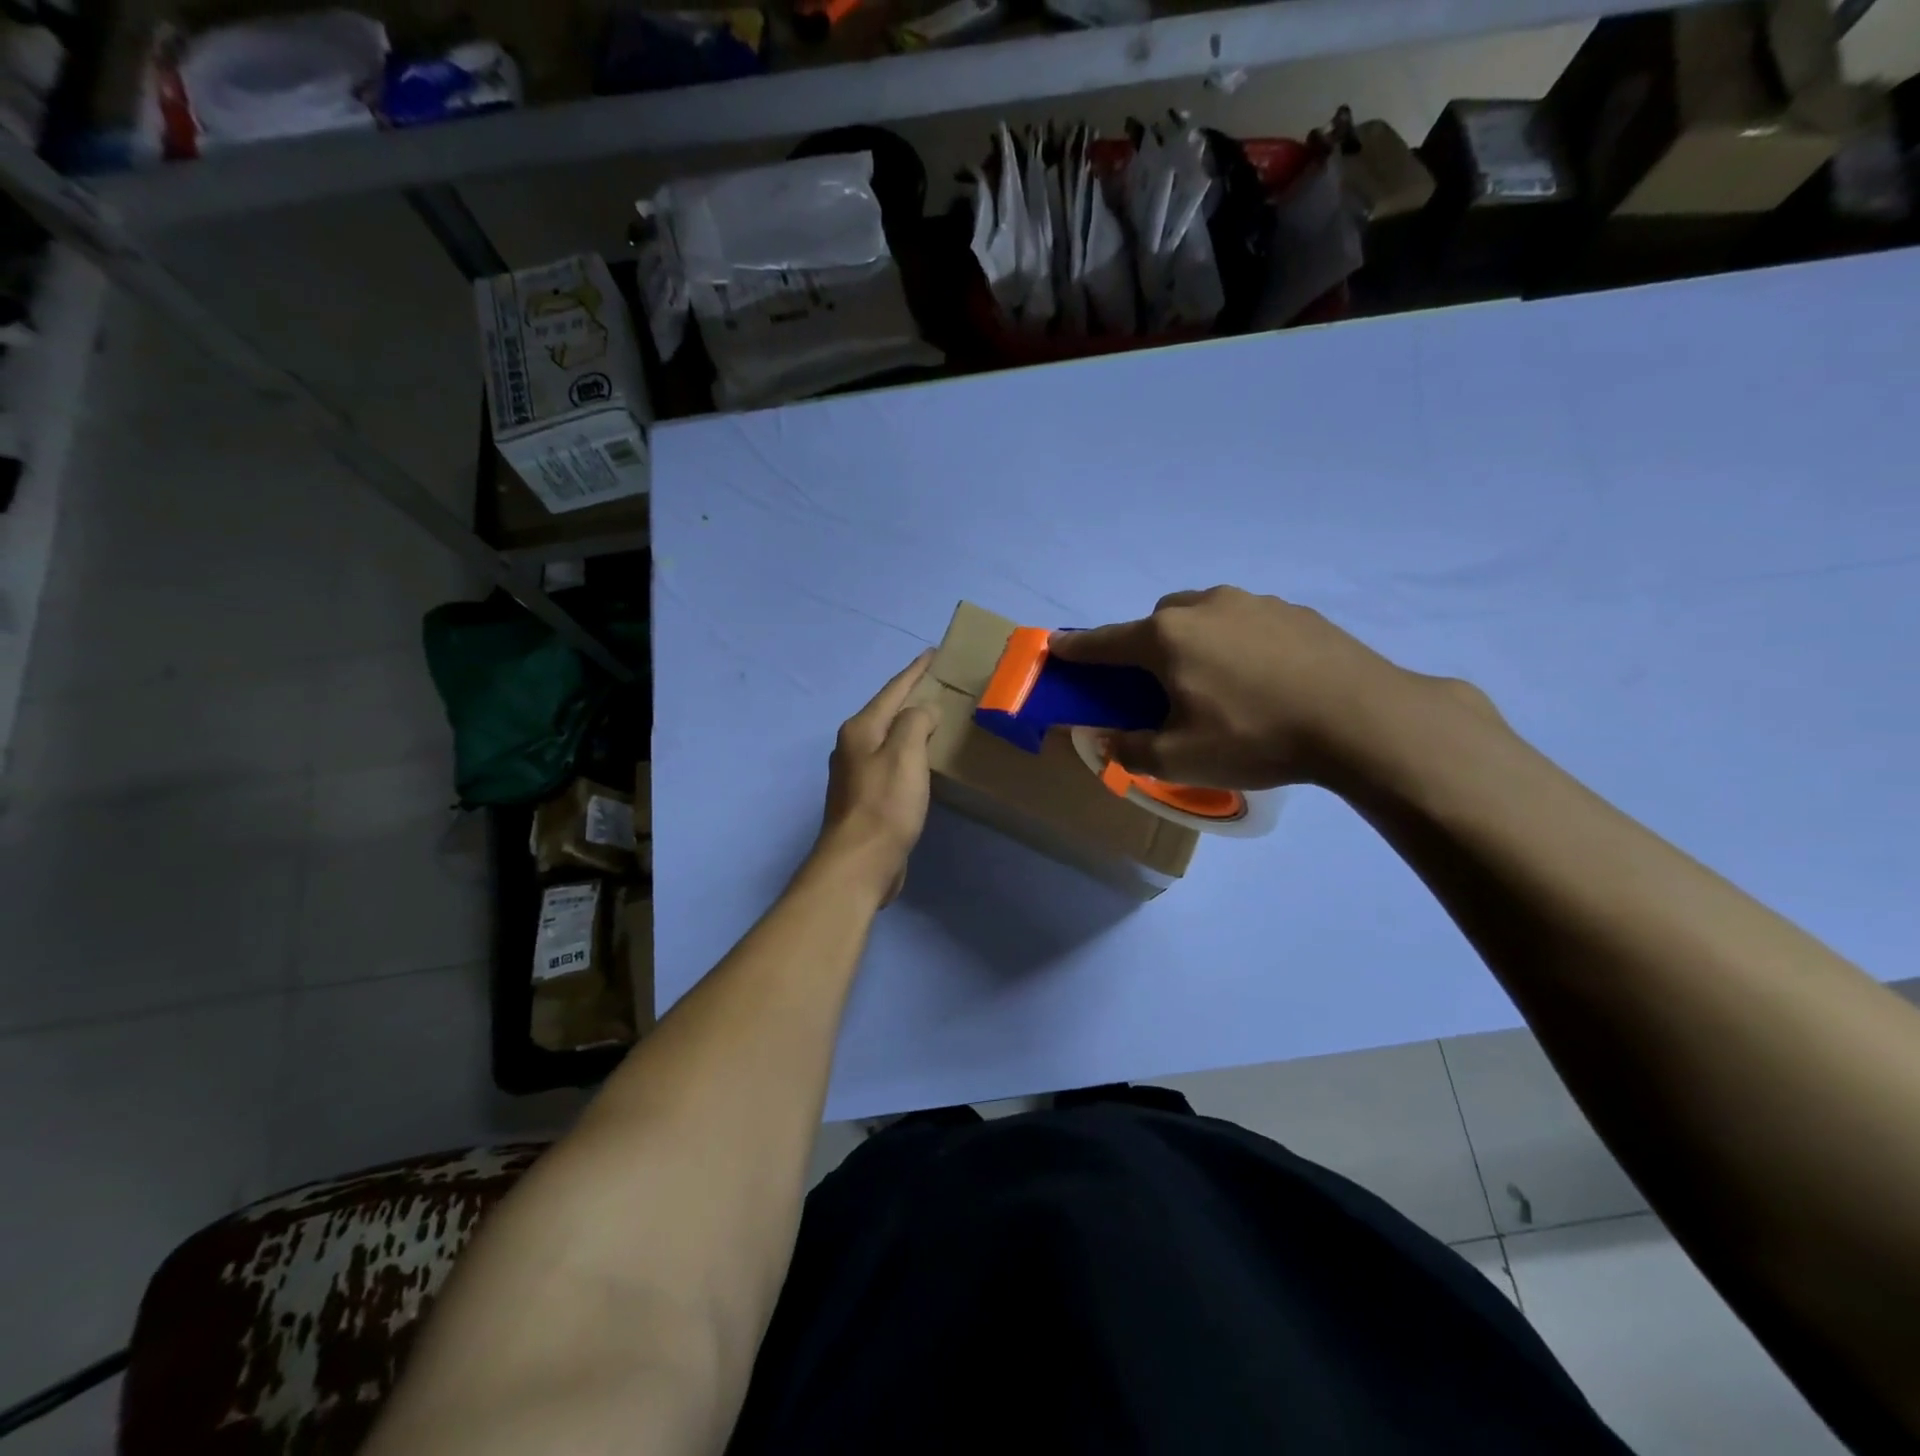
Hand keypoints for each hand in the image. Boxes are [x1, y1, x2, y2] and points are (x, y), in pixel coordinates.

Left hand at [813, 651, 936, 902]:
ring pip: (889, 738)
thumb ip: (915, 722)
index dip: (915, 671)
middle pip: (887, 712)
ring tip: (937, 717)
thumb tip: (923, 711)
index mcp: (860, 729)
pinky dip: (909, 753)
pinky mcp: (866, 798)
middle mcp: (853, 746)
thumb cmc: (885, 805)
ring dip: (910, 726)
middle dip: (912, 696)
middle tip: (941, 684)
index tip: (934, 653)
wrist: (860, 863)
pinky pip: (892, 763)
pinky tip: (923, 760)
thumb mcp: (904, 754)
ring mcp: (856, 774)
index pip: (892, 690)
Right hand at [1052, 586, 1470, 790]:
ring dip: (1192, 642)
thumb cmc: (1255, 737)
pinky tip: (1261, 678)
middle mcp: (1203, 607)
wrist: (1361, 718)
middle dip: (1144, 648)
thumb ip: (1131, 749)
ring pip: (1202, 616)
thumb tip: (1107, 739)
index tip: (1055, 647)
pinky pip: (1244, 622)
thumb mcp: (1180, 760)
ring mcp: (1252, 602)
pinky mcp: (1293, 610)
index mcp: (1166, 638)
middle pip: (1154, 623)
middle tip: (1157, 686)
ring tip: (1215, 683)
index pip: (1104, 642)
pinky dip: (1236, 643)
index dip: (1076, 649)